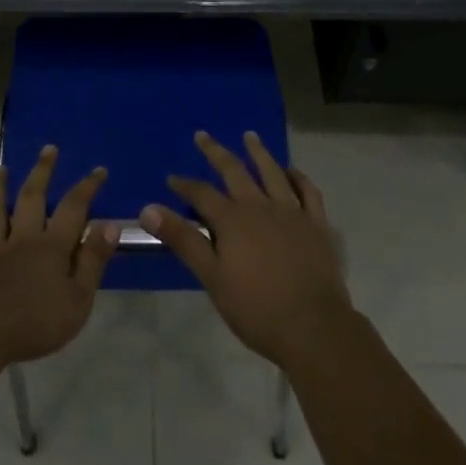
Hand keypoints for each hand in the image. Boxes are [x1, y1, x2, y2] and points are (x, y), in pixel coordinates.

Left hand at [0, 145, 120, 368]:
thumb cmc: (36, 321)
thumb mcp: (78, 298)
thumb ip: (93, 261)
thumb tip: (110, 225)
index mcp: (51, 246)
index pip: (74, 209)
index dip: (87, 188)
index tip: (98, 169)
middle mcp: (21, 240)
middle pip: (32, 198)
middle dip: (42, 172)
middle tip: (48, 149)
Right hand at [141, 131, 352, 369]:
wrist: (314, 328)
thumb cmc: (257, 309)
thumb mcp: (212, 277)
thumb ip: (183, 240)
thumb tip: (148, 209)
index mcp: (233, 219)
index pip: (202, 194)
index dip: (184, 185)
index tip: (172, 178)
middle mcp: (260, 206)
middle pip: (234, 171)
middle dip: (215, 152)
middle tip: (203, 135)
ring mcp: (292, 212)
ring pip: (272, 172)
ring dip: (258, 152)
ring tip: (249, 136)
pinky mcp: (317, 224)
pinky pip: (308, 191)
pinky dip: (298, 177)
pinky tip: (291, 172)